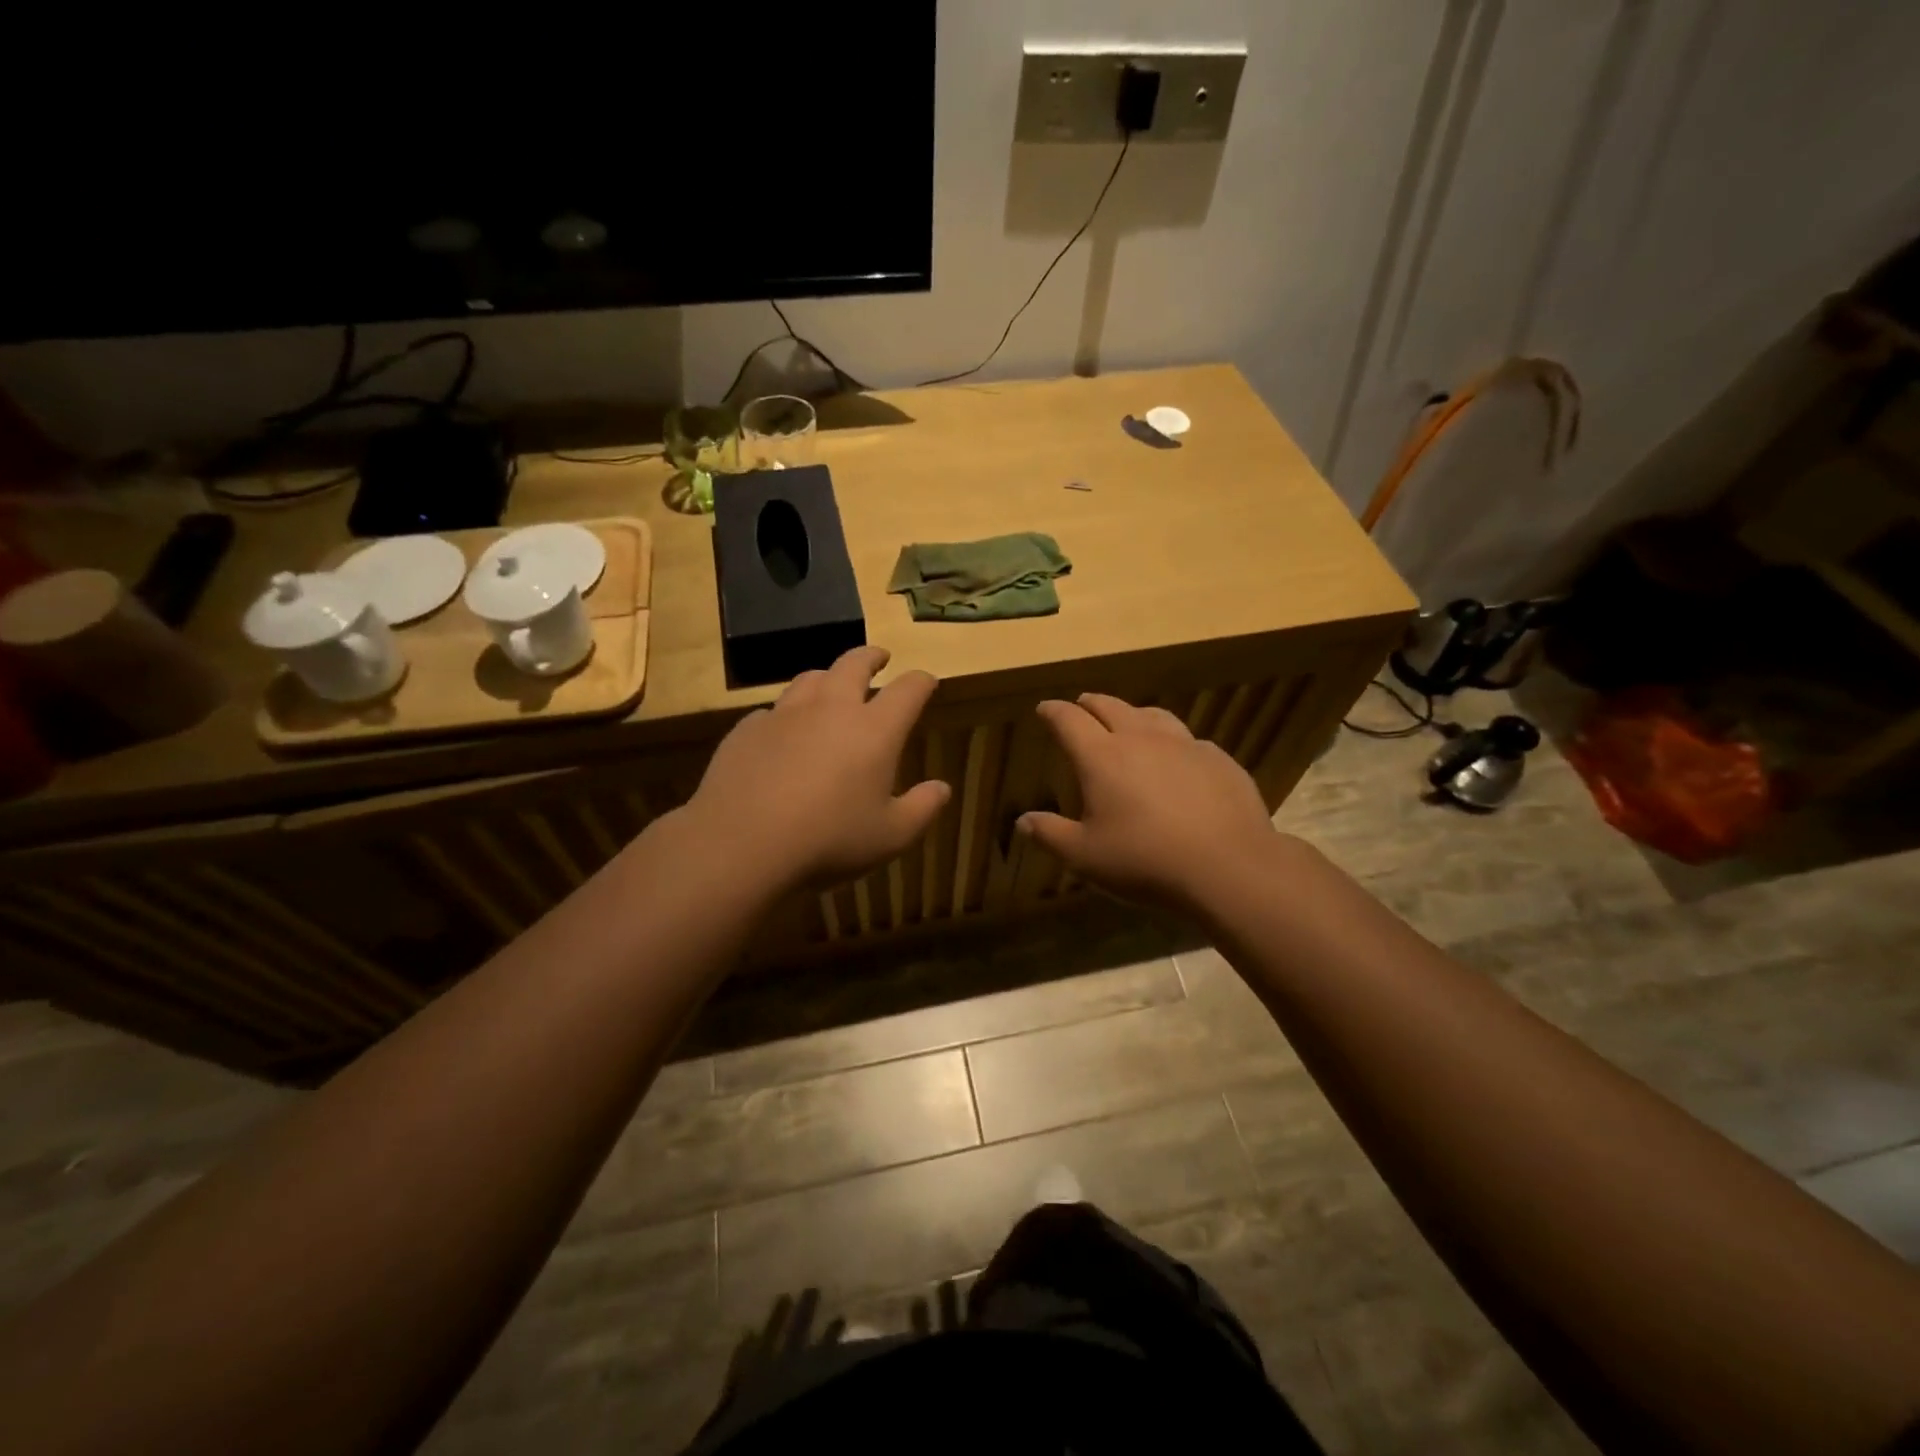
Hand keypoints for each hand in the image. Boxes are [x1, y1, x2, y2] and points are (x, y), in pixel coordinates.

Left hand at [685, 646, 949, 893]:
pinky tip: (783, 732)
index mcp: (874, 730)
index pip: (908, 690)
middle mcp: (831, 708)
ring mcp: (785, 714)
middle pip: (854, 663)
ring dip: (827, 677)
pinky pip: (772, 710)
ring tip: (830, 685)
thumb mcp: (891, 836)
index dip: (922, 681)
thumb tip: (942, 788)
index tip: (927, 682)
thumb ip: (922, 809)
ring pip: (810, 678)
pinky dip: (786, 714)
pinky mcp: (747, 729)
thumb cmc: (829, 839)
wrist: (742, 843)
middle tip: (879, 658)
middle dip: (871, 657)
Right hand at [1018, 693, 1280, 909]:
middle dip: (1090, 703)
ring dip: (1132, 714)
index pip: (1069, 720)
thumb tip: (1023, 820)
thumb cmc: (1145, 860)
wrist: (1228, 866)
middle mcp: (1141, 739)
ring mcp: (1184, 745)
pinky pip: (1188, 739)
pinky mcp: (1218, 759)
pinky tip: (1176, 758)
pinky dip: (1171, 741)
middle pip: (1110, 706)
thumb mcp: (1085, 856)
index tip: (1044, 709)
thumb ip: (1050, 834)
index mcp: (1102, 757)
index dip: (1053, 711)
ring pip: (1152, 714)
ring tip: (1128, 721)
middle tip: (1081, 706)